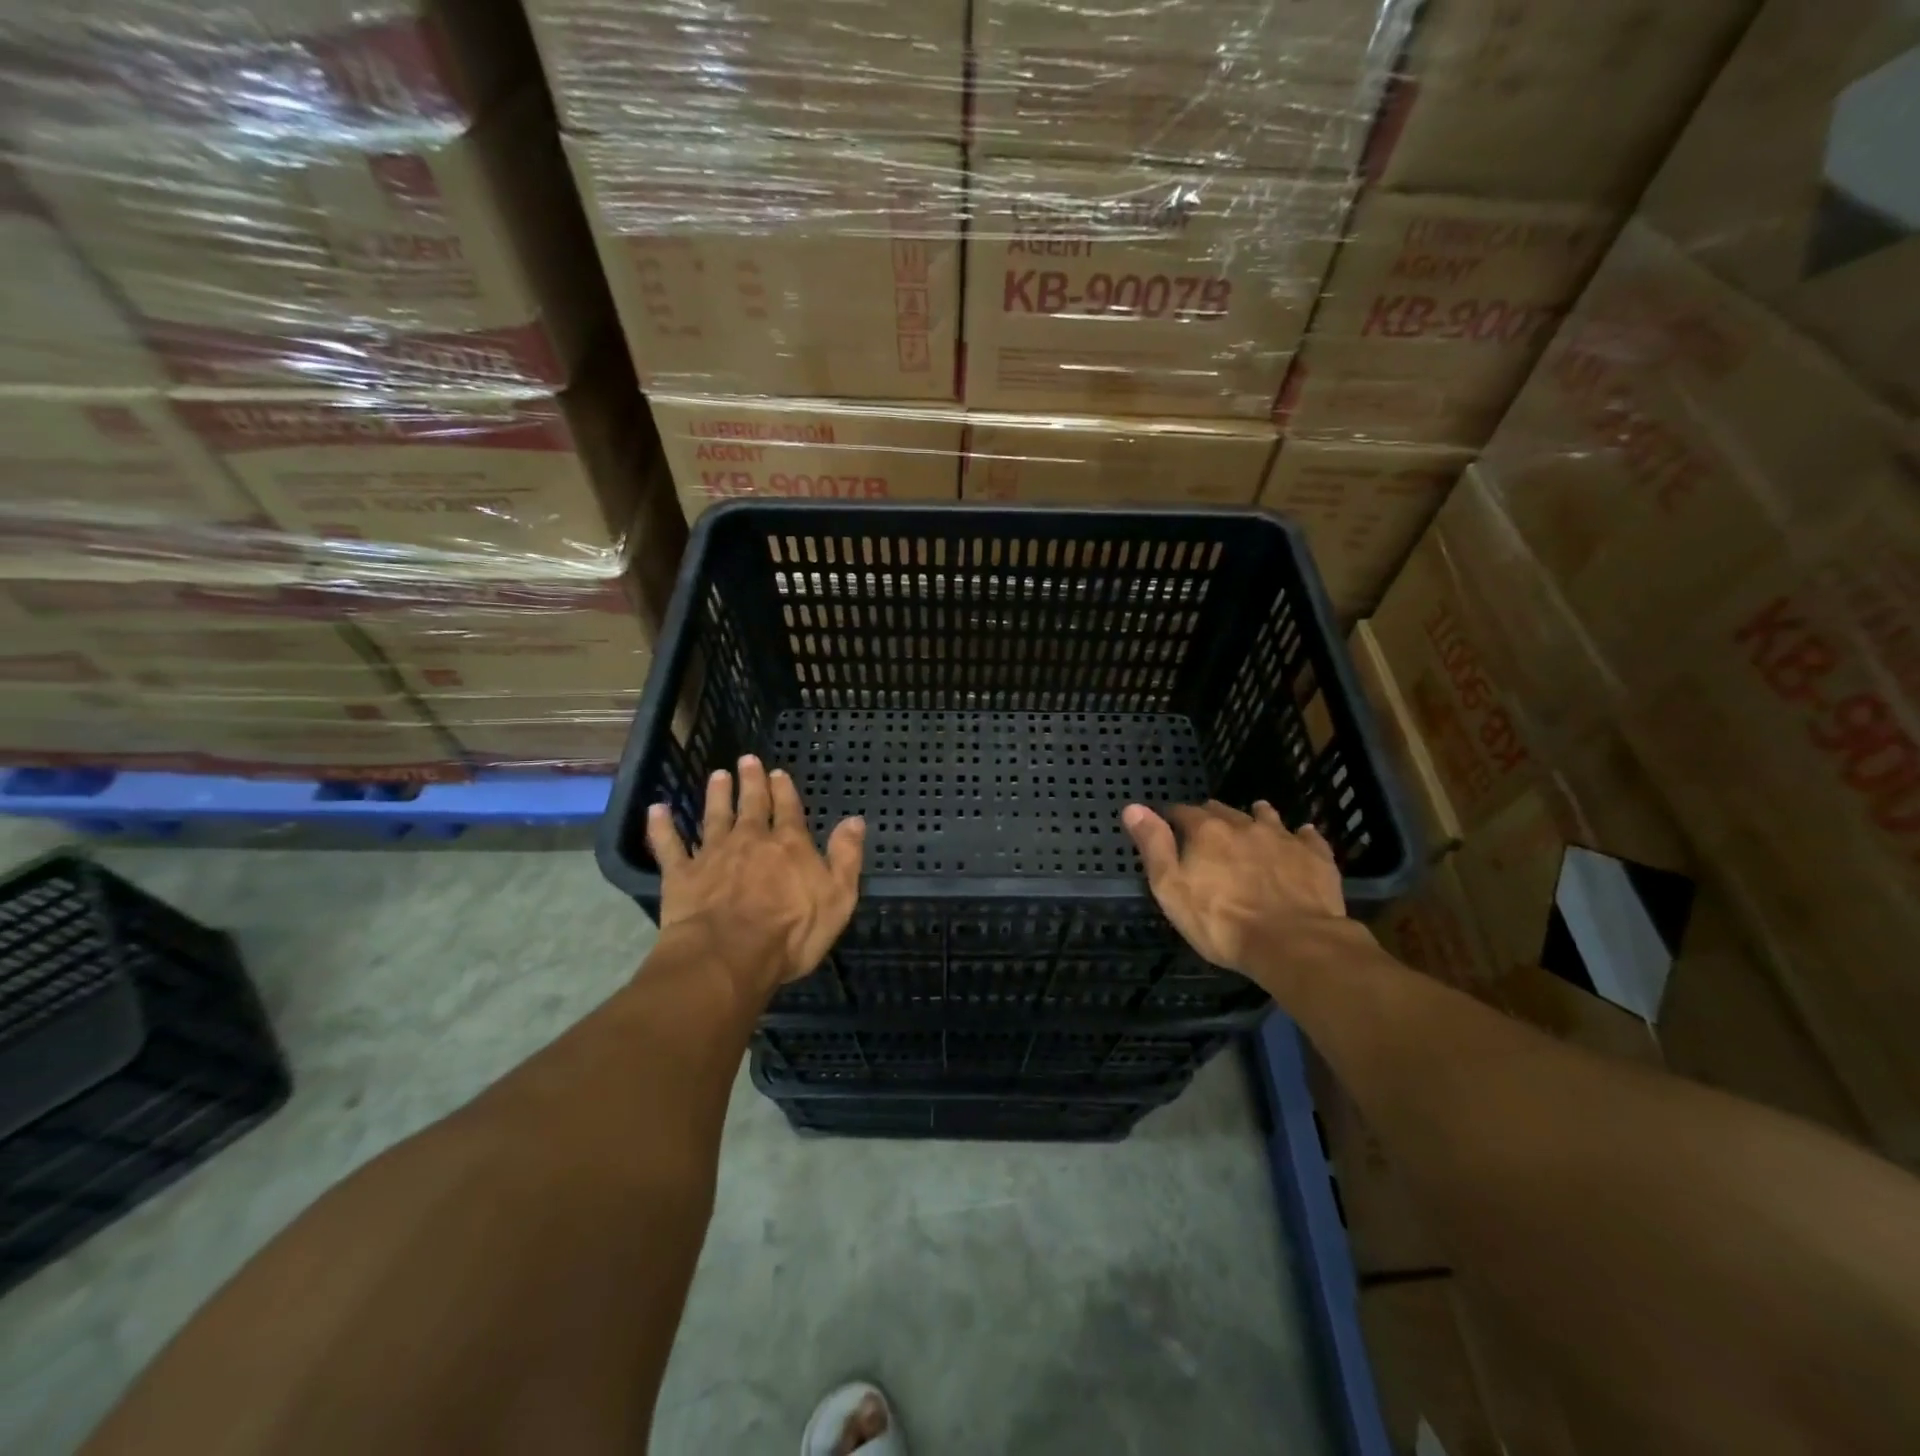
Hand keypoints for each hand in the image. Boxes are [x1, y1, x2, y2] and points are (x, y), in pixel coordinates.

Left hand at [647, 755, 864, 995]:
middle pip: (751, 805)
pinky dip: (662, 826)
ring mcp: (713, 855)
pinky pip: (669, 845)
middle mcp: (750, 840)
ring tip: (716, 776)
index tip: (778, 772)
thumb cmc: (791, 932)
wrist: (728, 956)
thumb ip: (846, 857)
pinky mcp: (681, 875)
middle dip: (750, 782)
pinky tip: (656, 810)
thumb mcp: (838, 897)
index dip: (784, 790)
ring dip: (716, 795)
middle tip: (746, 760)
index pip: (788, 810)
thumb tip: (855, 820)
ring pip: (714, 817)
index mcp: (789, 845)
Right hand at [1122, 800, 1345, 973]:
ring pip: (1266, 817)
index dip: (1172, 817)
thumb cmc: (1222, 922)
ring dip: (1256, 816)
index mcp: (1206, 831)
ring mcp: (1283, 839)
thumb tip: (1133, 807)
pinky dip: (1300, 835)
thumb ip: (1154, 846)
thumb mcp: (1171, 888)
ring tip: (1254, 818)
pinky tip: (1301, 837)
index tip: (1168, 824)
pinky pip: (1307, 836)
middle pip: (1222, 811)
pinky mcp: (1315, 857)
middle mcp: (1244, 825)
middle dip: (1211, 816)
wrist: (1293, 943)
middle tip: (1206, 829)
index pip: (1182, 812)